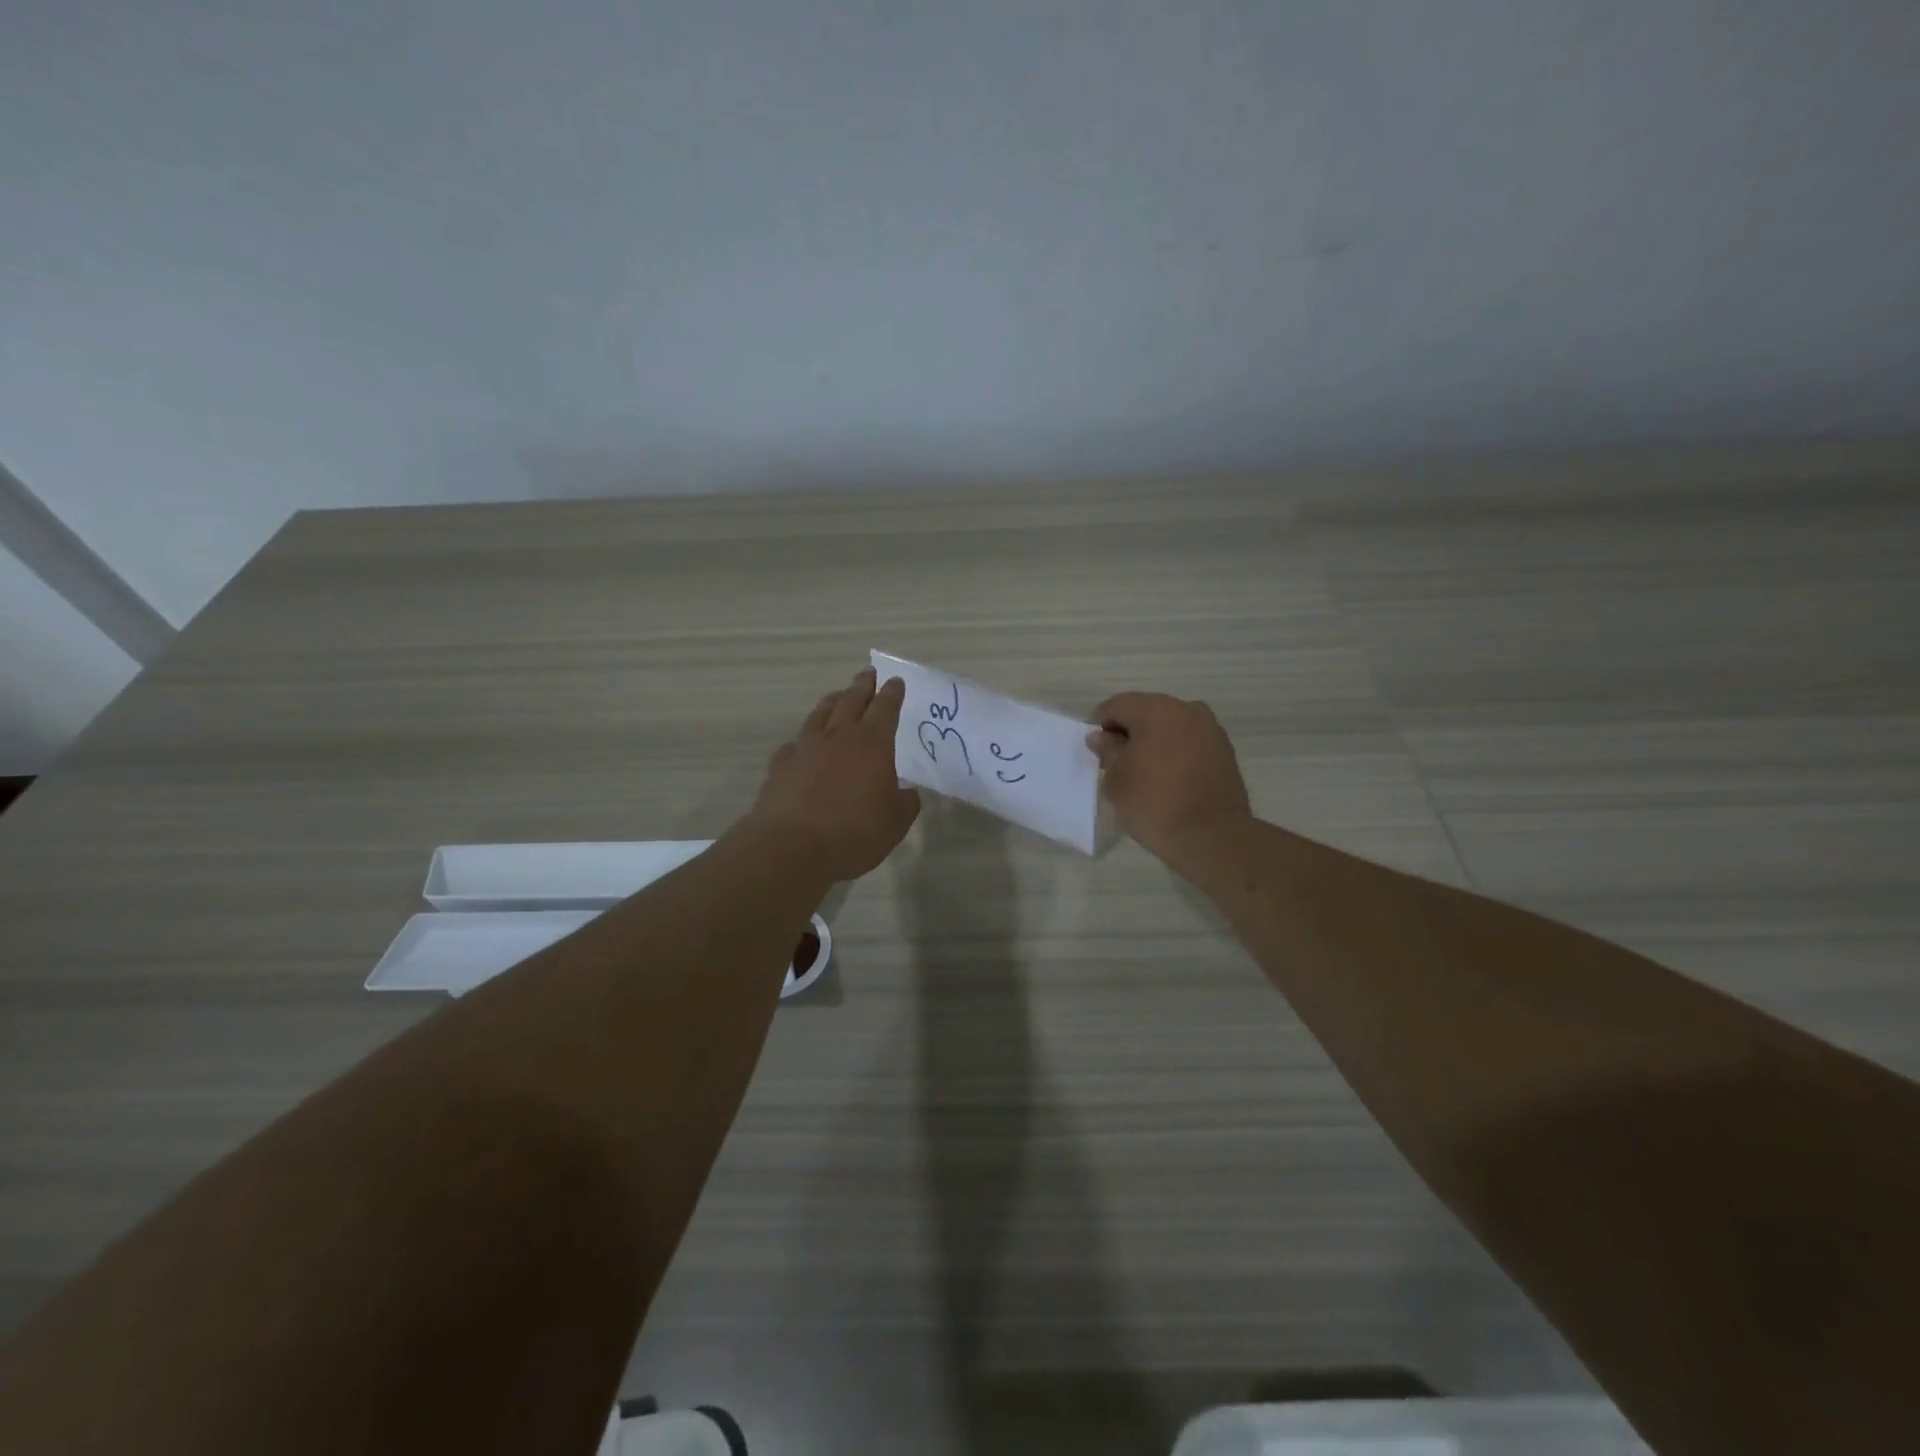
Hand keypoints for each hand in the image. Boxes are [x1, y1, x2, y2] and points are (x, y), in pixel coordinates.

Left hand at [749, 667, 921, 881]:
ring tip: (838, 696)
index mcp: (873, 744)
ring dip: (832, 701)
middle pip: (851, 700)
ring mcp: (806, 747)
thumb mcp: (894, 823)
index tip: (895, 681)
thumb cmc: (854, 833)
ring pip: (821, 714)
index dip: (892, 693)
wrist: (792, 847)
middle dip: (862, 686)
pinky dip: (805, 739)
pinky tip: (804, 744)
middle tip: (867, 673)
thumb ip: (904, 803)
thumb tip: (907, 793)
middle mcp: (839, 737)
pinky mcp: (781, 764)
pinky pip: (796, 742)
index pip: (885, 708)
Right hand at [1087, 692, 1252, 866]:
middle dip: (1129, 730)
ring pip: (1171, 726)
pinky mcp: (1225, 751)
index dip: (1100, 723)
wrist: (1212, 836)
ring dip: (1154, 740)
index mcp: (1156, 710)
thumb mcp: (1116, 779)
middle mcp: (1187, 710)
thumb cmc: (1154, 803)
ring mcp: (1211, 730)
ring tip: (1143, 769)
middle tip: (1116, 758)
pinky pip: (1190, 742)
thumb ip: (1108, 751)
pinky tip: (1168, 776)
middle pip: (1147, 711)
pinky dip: (1176, 752)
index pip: (1118, 705)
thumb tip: (1102, 737)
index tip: (1095, 746)